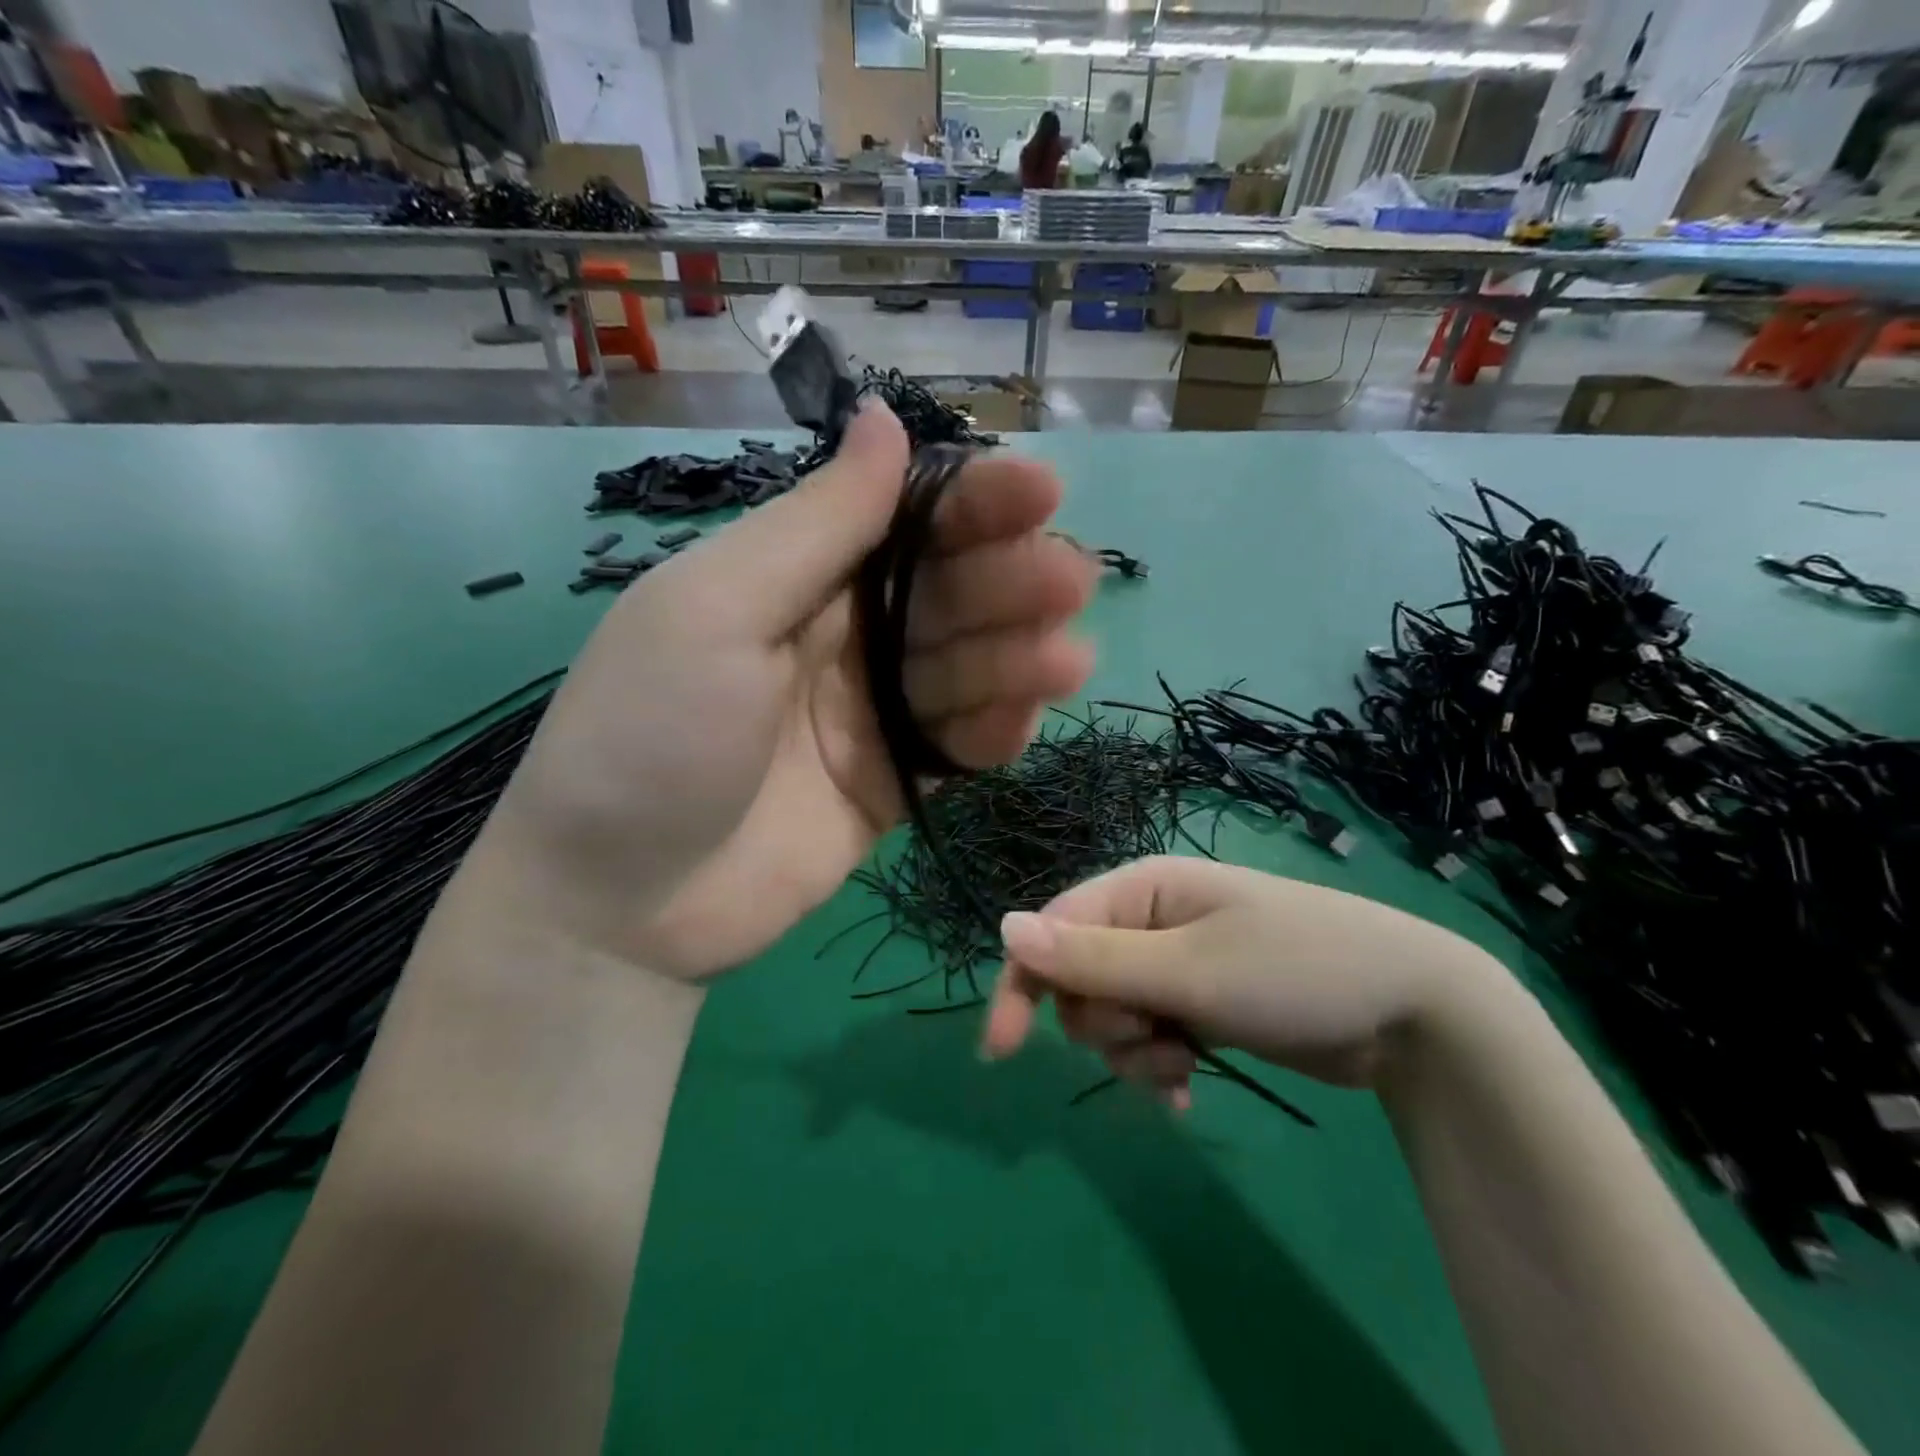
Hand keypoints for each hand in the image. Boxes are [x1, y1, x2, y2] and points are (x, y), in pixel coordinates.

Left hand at [479, 404, 1097, 978]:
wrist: (620, 901)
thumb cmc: (655, 733)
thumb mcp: (717, 610)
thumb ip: (816, 524)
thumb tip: (883, 414)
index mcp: (795, 578)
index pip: (902, 521)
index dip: (972, 503)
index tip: (1043, 490)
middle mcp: (841, 638)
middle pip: (946, 593)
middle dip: (1009, 580)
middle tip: (1069, 580)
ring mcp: (870, 715)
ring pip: (964, 668)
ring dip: (1017, 657)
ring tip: (1065, 659)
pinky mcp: (892, 785)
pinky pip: (957, 746)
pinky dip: (994, 731)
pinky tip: (1025, 720)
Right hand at [982, 856, 1504, 1101]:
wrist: (1411, 1014)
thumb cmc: (1295, 971)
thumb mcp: (1189, 970)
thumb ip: (1094, 957)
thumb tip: (1004, 928)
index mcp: (1140, 888)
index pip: (1052, 931)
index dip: (1023, 985)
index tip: (1002, 1050)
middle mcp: (1149, 920)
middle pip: (1078, 979)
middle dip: (1104, 1023)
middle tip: (1157, 1038)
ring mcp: (1174, 963)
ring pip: (1111, 1015)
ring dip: (1135, 1051)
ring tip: (1185, 1064)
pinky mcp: (1198, 1002)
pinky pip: (1148, 1035)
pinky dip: (1158, 1064)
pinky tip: (1187, 1088)